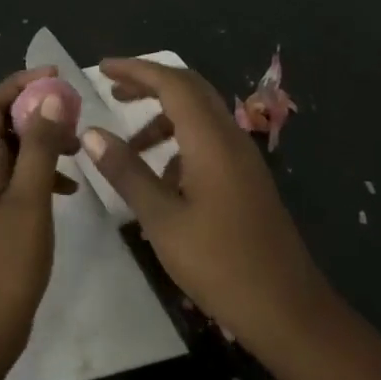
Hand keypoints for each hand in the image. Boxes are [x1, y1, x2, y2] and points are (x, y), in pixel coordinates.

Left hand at [0, 66, 79, 378]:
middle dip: (36, 109)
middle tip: (73, 111)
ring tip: (78, 148)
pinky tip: (70, 187)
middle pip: (2, 123)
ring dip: (43, 140)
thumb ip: (38, 148)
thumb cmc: (6, 262)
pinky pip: (21, 177)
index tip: (55, 77)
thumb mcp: (29, 199)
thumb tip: (48, 98)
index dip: (19, 83)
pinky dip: (44, 172)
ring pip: (15, 150)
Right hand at [84, 57, 333, 362]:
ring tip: (128, 145)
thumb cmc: (220, 264)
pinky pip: (209, 140)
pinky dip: (180, 141)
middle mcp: (231, 137)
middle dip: (149, 83)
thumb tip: (92, 133)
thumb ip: (126, 171)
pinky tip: (161, 178)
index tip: (102, 69)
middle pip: (189, 89)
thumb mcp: (162, 219)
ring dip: (163, 117)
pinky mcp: (247, 179)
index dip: (136, 70)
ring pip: (200, 115)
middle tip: (112, 91)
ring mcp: (243, 158)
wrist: (288, 310)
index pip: (171, 83)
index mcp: (211, 139)